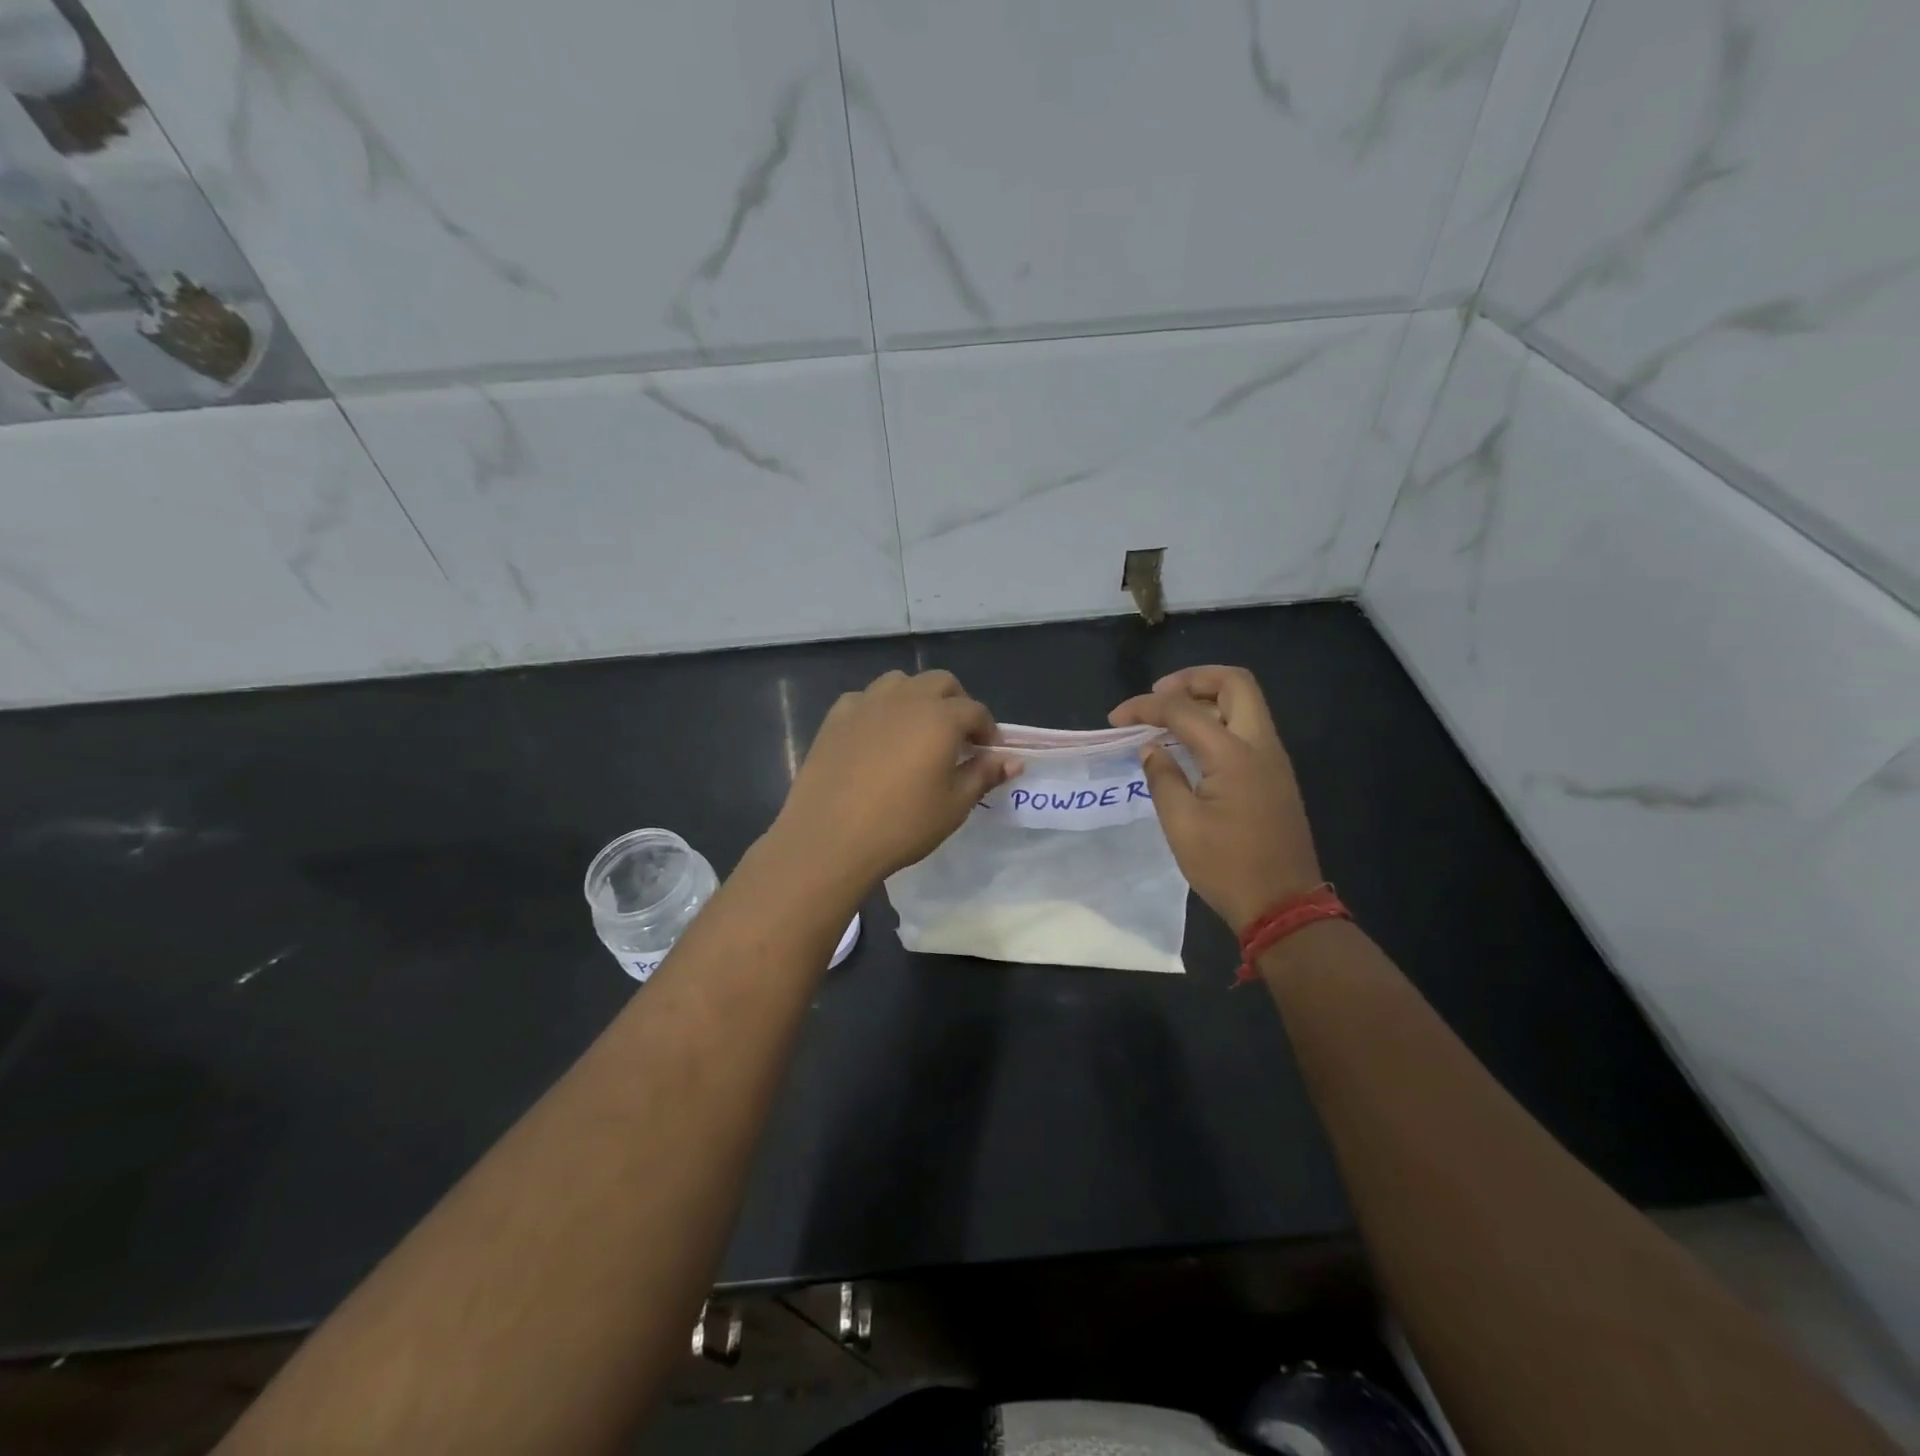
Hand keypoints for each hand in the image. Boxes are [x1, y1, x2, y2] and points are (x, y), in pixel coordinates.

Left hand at [770, 670, 1014, 891]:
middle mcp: (906, 698)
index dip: (987, 731)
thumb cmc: (902, 825)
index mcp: (940, 718)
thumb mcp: (954, 806)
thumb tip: (1012, 760)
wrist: (829, 838)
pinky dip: (880, 709)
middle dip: (956, 703)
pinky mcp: (836, 717)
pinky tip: (877, 737)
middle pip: (941, 682)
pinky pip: (866, 699)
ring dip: (917, 698)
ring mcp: (867, 703)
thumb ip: (983, 775)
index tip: (988, 754)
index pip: (975, 711)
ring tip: (917, 731)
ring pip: (901, 682)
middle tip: (957, 738)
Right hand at [1110, 666, 1322, 931]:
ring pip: (1245, 704)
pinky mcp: (1274, 776)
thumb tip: (1151, 749)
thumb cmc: (1227, 866)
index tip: (1116, 719)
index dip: (1146, 707)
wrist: (1283, 905)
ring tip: (1168, 716)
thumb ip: (1163, 777)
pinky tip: (1190, 744)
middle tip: (1158, 695)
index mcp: (1235, 754)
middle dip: (1192, 679)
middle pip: (1235, 684)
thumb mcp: (1181, 824)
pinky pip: (1247, 729)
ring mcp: (1273, 760)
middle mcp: (1261, 745)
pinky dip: (1218, 722)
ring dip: (1206, 699)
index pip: (1184, 710)